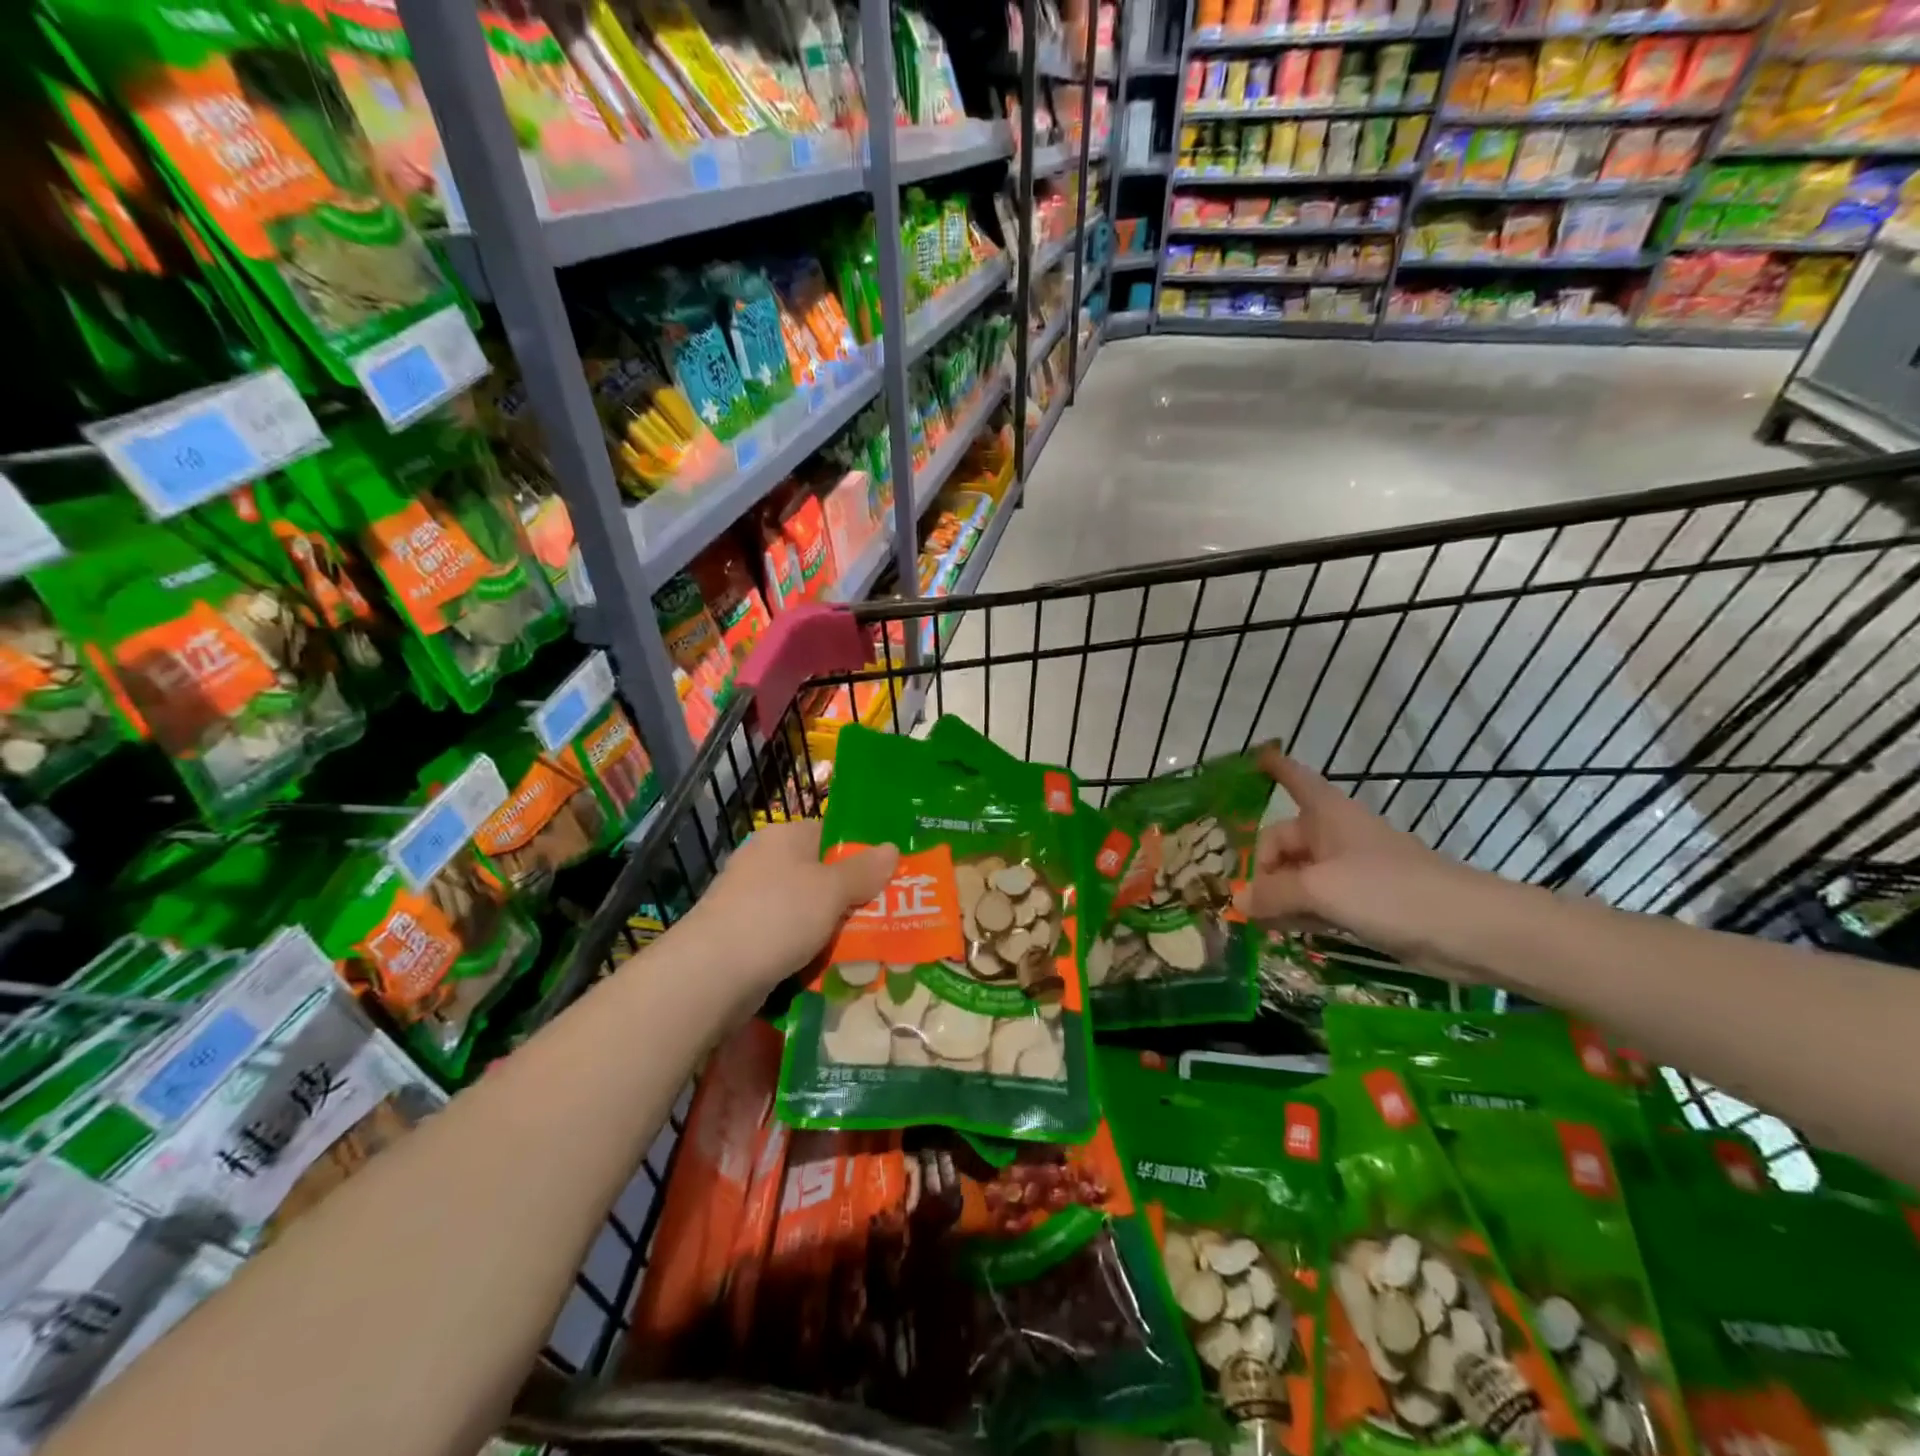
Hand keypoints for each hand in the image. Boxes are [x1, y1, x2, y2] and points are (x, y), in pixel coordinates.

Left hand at [677, 820, 899, 1001]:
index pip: (831, 833)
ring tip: (868, 947)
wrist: (710, 975)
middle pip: (822, 874)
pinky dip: (808, 950)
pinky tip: (830, 967)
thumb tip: (892, 848)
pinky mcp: (744, 936)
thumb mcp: (831, 890)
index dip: (862, 853)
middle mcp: (766, 862)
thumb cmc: (777, 917)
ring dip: (832, 928)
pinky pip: (788, 937)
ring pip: (807, 910)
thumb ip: (864, 870)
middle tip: (888, 917)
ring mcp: (751, 900)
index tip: (891, 878)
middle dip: (852, 897)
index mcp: (784, 837)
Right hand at [1233, 745, 1483, 968]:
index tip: (1255, 757)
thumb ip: (1274, 894)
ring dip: (1276, 895)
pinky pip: (1317, 902)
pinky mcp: (1364, 905)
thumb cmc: (1390, 891)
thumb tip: (1239, 902)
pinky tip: (1281, 932)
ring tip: (1255, 923)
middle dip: (1260, 867)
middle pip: (1284, 841)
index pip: (1295, 779)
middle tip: (1244, 901)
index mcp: (1327, 815)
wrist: (1469, 930)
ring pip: (1298, 876)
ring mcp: (1350, 872)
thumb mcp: (1321, 888)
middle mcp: (1335, 837)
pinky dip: (1298, 913)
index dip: (1275, 768)